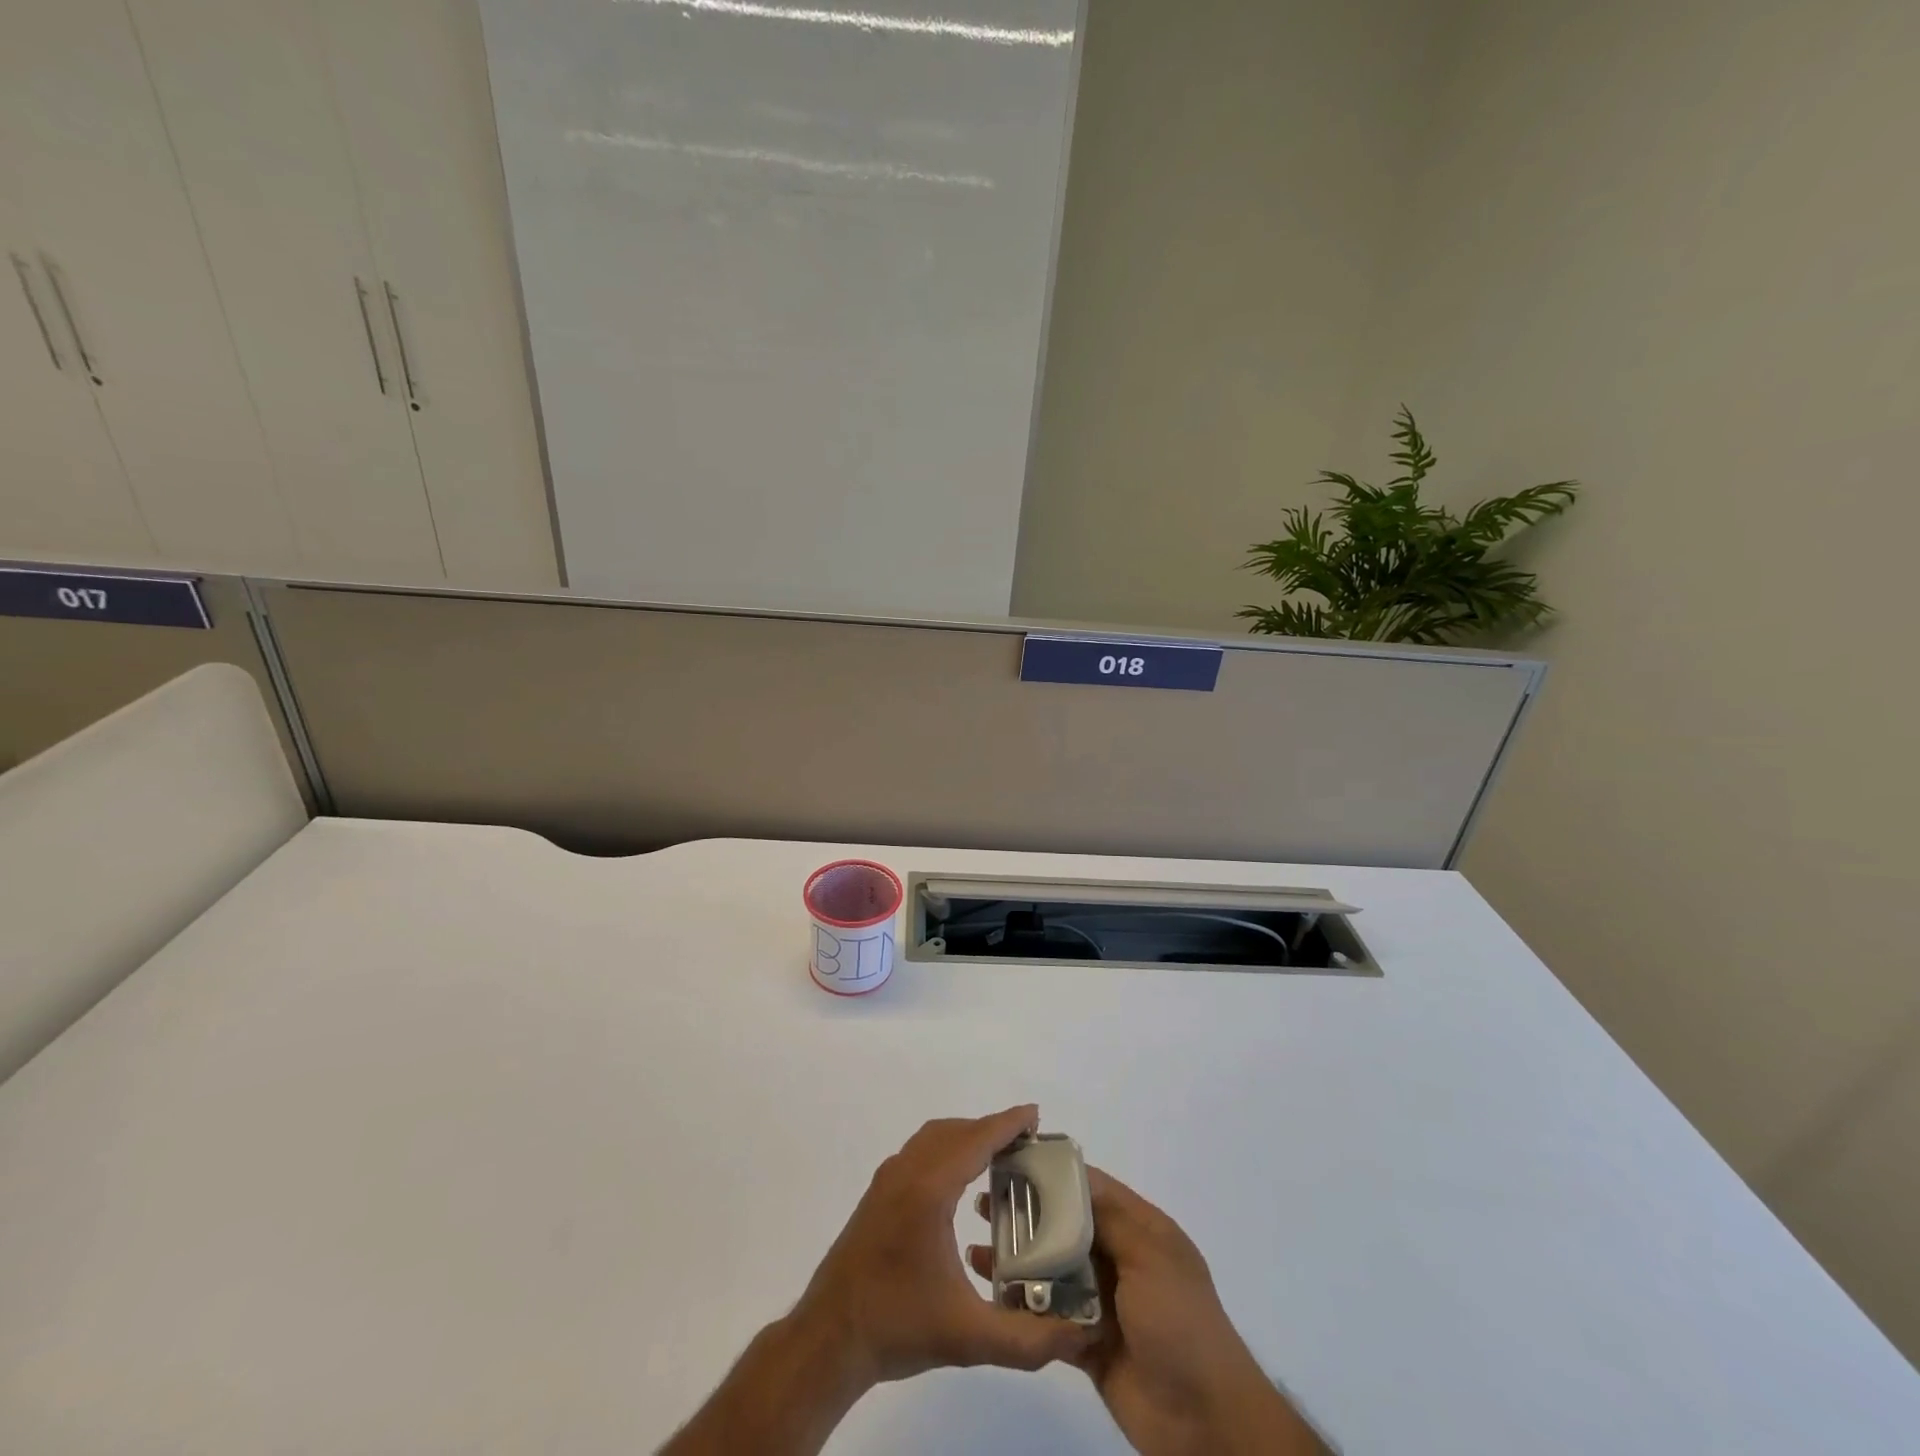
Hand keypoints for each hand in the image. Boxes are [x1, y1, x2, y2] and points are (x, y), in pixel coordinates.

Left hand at [796, 1104, 1093, 1387]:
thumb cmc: (897, 1327)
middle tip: (1026, 1142)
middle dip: (991, 1129)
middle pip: (956, 1132)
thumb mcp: (968, 1339)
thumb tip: (1076, 1335)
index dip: (1007, 1124)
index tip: (1035, 1115)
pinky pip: (919, 1151)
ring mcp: (888, 1180)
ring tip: (998, 1156)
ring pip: (933, 1138)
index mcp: (929, 1190)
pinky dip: (946, 1148)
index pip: (975, 1140)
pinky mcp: (877, 1194)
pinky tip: (958, 1181)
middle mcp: (907, 1172)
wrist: (829, 1338)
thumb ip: (1026, 1339)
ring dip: (966, 1136)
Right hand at [971, 1166, 1327, 1455]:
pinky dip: (1024, 1307)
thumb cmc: (1181, 1324)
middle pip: (1066, 1227)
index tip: (1010, 1162)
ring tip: (977, 1250)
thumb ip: (1110, 1217)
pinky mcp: (1088, 1345)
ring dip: (1019, 1261)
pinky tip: (992, 1298)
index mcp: (1141, 1230)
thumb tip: (1072, 1177)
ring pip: (1053, 1272)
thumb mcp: (1150, 1255)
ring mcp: (1104, 1303)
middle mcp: (1121, 1259)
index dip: (1053, 1175)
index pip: (1091, 1189)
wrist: (1206, 1423)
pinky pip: (1050, 1317)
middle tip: (982, 1205)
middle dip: (1027, 1216)